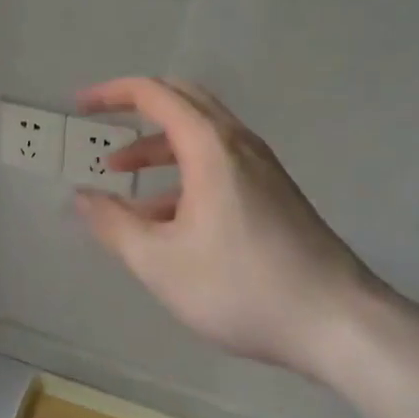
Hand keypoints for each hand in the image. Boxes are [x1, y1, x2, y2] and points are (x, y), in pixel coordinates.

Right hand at [72, 78, 382, 376]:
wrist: (340, 323)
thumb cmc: (243, 287)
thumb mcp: (161, 263)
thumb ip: (114, 225)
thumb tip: (82, 197)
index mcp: (209, 145)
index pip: (153, 93)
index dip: (110, 94)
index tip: (79, 107)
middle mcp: (237, 141)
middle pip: (181, 99)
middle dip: (135, 108)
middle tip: (101, 125)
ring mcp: (260, 165)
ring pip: (199, 133)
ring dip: (157, 145)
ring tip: (121, 177)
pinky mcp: (273, 190)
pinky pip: (218, 160)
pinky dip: (183, 169)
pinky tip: (166, 216)